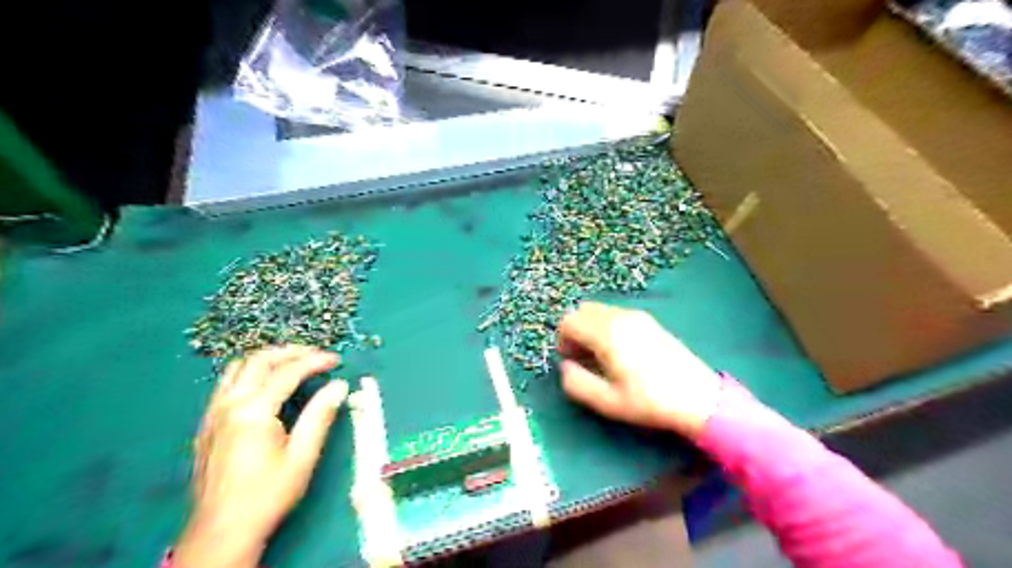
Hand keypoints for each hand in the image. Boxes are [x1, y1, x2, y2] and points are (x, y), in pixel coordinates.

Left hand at [174, 346, 347, 567]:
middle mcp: (228, 405)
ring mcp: (212, 414)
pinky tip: (265, 386)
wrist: (221, 531)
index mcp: (253, 411)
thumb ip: (320, 416)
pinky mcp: (206, 425)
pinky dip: (250, 374)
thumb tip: (339, 386)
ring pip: (237, 368)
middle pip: (258, 361)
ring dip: (267, 359)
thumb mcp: (302, 456)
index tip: (337, 360)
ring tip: (293, 363)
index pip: (288, 372)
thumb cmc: (267, 494)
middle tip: (316, 355)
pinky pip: (226, 384)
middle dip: (290, 352)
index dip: (315, 361)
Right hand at [557, 302, 723, 439]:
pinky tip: (620, 351)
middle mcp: (620, 317)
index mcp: (607, 334)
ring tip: (601, 355)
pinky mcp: (649, 321)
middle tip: (583, 357)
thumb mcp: (607, 401)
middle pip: (582, 310)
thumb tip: (565, 367)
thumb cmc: (649, 401)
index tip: (570, 360)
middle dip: (575, 331)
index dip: (562, 340)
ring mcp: (637, 316)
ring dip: (590, 327)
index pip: (569, 321)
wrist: (698, 398)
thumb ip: (576, 383)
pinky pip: (616, 314)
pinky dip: (607, 325)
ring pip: (599, 310)